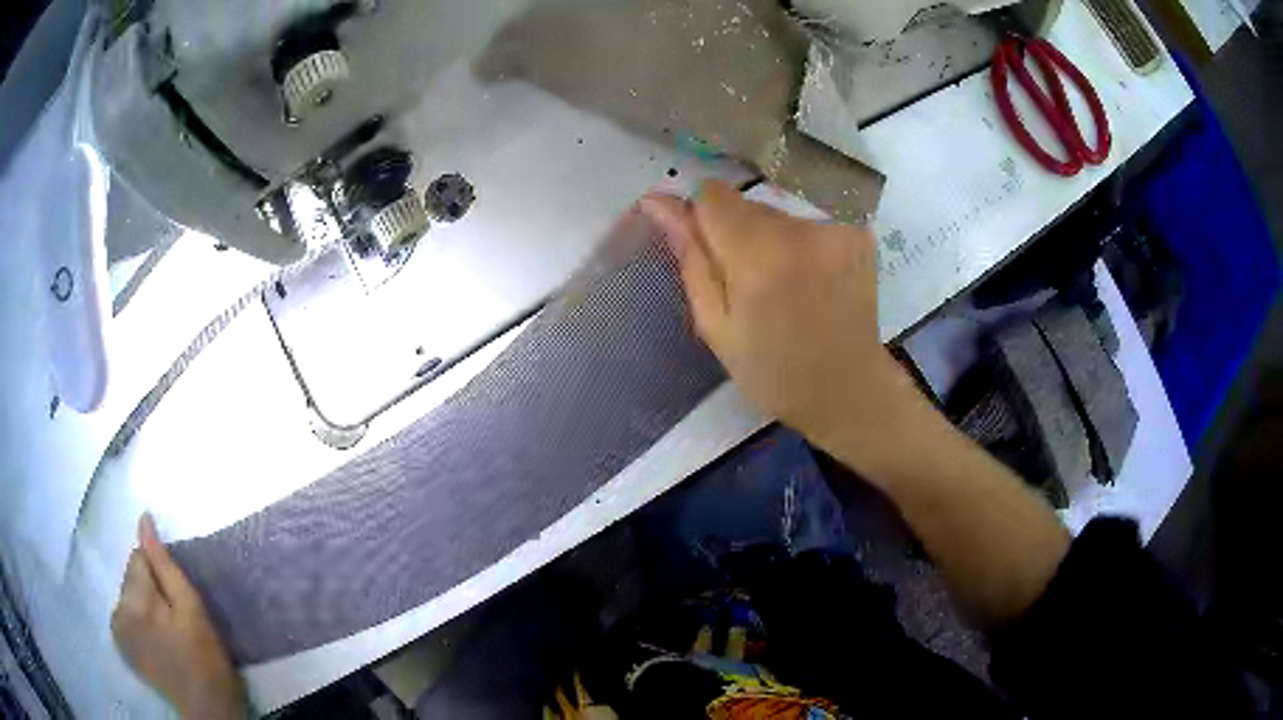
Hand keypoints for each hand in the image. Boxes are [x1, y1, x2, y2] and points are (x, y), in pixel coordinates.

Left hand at [112, 514, 246, 719]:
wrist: (208, 709)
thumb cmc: (205, 657)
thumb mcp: (192, 609)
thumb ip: (164, 564)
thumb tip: (143, 519)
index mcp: (132, 601)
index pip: (137, 558)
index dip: (160, 572)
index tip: (176, 597)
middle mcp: (117, 611)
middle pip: (131, 577)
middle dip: (151, 588)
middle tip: (175, 618)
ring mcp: (117, 630)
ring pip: (129, 596)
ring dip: (146, 604)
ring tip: (167, 630)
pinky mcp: (122, 644)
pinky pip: (126, 614)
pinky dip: (139, 619)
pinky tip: (156, 638)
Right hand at [639, 181, 913, 464]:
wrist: (847, 389)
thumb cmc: (773, 372)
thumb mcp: (716, 326)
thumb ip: (690, 258)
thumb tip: (658, 202)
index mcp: (759, 256)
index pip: (712, 196)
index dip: (702, 220)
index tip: (709, 252)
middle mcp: (802, 230)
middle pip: (748, 204)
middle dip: (738, 234)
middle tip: (749, 284)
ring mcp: (837, 228)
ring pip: (778, 212)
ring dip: (771, 239)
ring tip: (783, 286)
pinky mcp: (859, 232)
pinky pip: (808, 221)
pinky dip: (801, 243)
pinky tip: (809, 279)